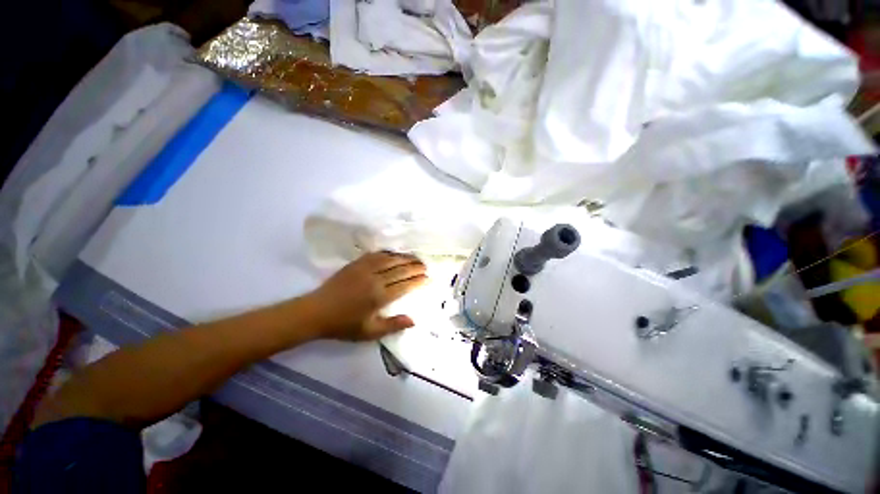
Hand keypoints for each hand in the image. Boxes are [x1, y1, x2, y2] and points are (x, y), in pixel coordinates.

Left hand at [307, 252, 427, 340]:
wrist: (316, 311)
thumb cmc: (344, 324)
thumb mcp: (369, 332)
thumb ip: (393, 326)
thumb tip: (414, 320)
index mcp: (379, 296)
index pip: (405, 285)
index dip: (418, 281)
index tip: (428, 278)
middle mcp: (375, 279)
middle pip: (400, 270)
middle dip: (415, 267)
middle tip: (425, 266)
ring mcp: (365, 269)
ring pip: (390, 260)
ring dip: (404, 258)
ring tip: (415, 258)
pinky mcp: (356, 264)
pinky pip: (376, 255)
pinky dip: (388, 253)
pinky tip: (394, 253)